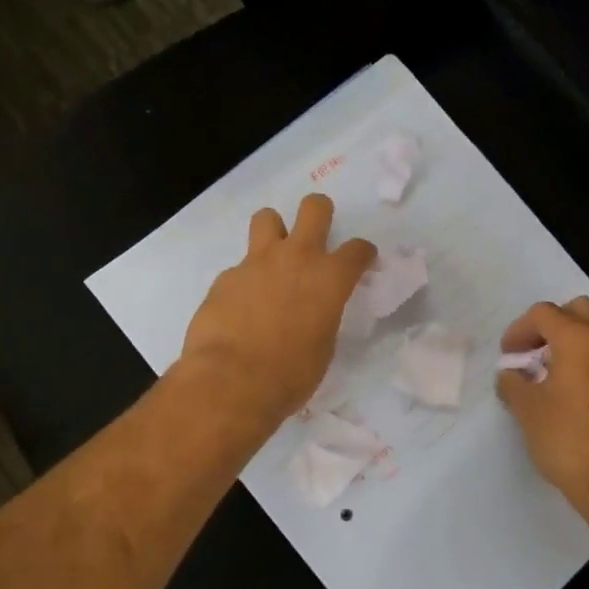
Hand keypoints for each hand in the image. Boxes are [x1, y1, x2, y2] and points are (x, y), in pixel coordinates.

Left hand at [178, 194, 376, 426]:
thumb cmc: (290, 374)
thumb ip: (322, 317)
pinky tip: (240, 307)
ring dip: (274, 231)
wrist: (231, 380)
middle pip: (314, 208)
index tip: (361, 261)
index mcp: (330, 278)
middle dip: (320, 213)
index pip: (357, 250)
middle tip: (317, 231)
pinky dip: (244, 280)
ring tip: (272, 257)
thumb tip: (312, 313)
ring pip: (267, 218)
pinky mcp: (226, 276)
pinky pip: (239, 267)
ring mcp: (257, 262)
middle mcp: (296, 258)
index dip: (363, 254)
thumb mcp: (323, 348)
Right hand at [496, 297, 588, 534]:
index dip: (519, 329)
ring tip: (551, 373)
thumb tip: (511, 375)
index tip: (508, 355)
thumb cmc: (570, 442)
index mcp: (579, 340)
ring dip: (574, 343)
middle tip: (533, 351)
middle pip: (579, 311)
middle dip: (553, 324)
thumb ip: (513, 384)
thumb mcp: (528, 412)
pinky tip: (575, 395)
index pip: (544, 314)